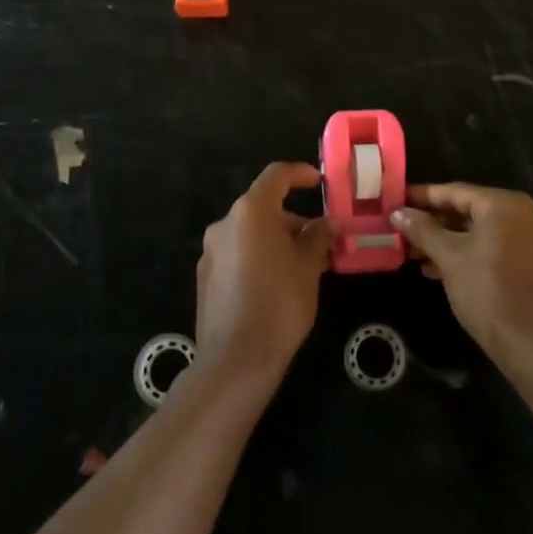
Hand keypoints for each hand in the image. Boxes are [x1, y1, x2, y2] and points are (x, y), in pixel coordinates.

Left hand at [196, 163, 333, 383]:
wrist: (236, 360)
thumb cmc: (280, 303)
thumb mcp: (308, 267)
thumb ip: (318, 238)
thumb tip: (327, 223)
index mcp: (251, 211)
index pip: (276, 175)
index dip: (300, 174)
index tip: (320, 182)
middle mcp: (225, 223)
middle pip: (263, 207)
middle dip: (293, 220)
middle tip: (320, 242)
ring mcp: (211, 251)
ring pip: (250, 233)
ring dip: (277, 240)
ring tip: (304, 267)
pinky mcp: (205, 277)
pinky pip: (238, 254)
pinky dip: (259, 257)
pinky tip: (277, 284)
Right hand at [391, 183, 532, 361]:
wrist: (531, 345)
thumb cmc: (487, 291)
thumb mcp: (449, 257)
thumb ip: (422, 230)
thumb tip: (398, 213)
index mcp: (505, 204)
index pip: (455, 192)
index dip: (422, 196)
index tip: (396, 199)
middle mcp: (522, 215)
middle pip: (468, 211)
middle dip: (432, 223)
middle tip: (401, 229)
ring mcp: (530, 240)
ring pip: (478, 232)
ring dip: (446, 241)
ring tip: (413, 254)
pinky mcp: (531, 265)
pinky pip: (491, 248)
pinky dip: (465, 254)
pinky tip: (436, 270)